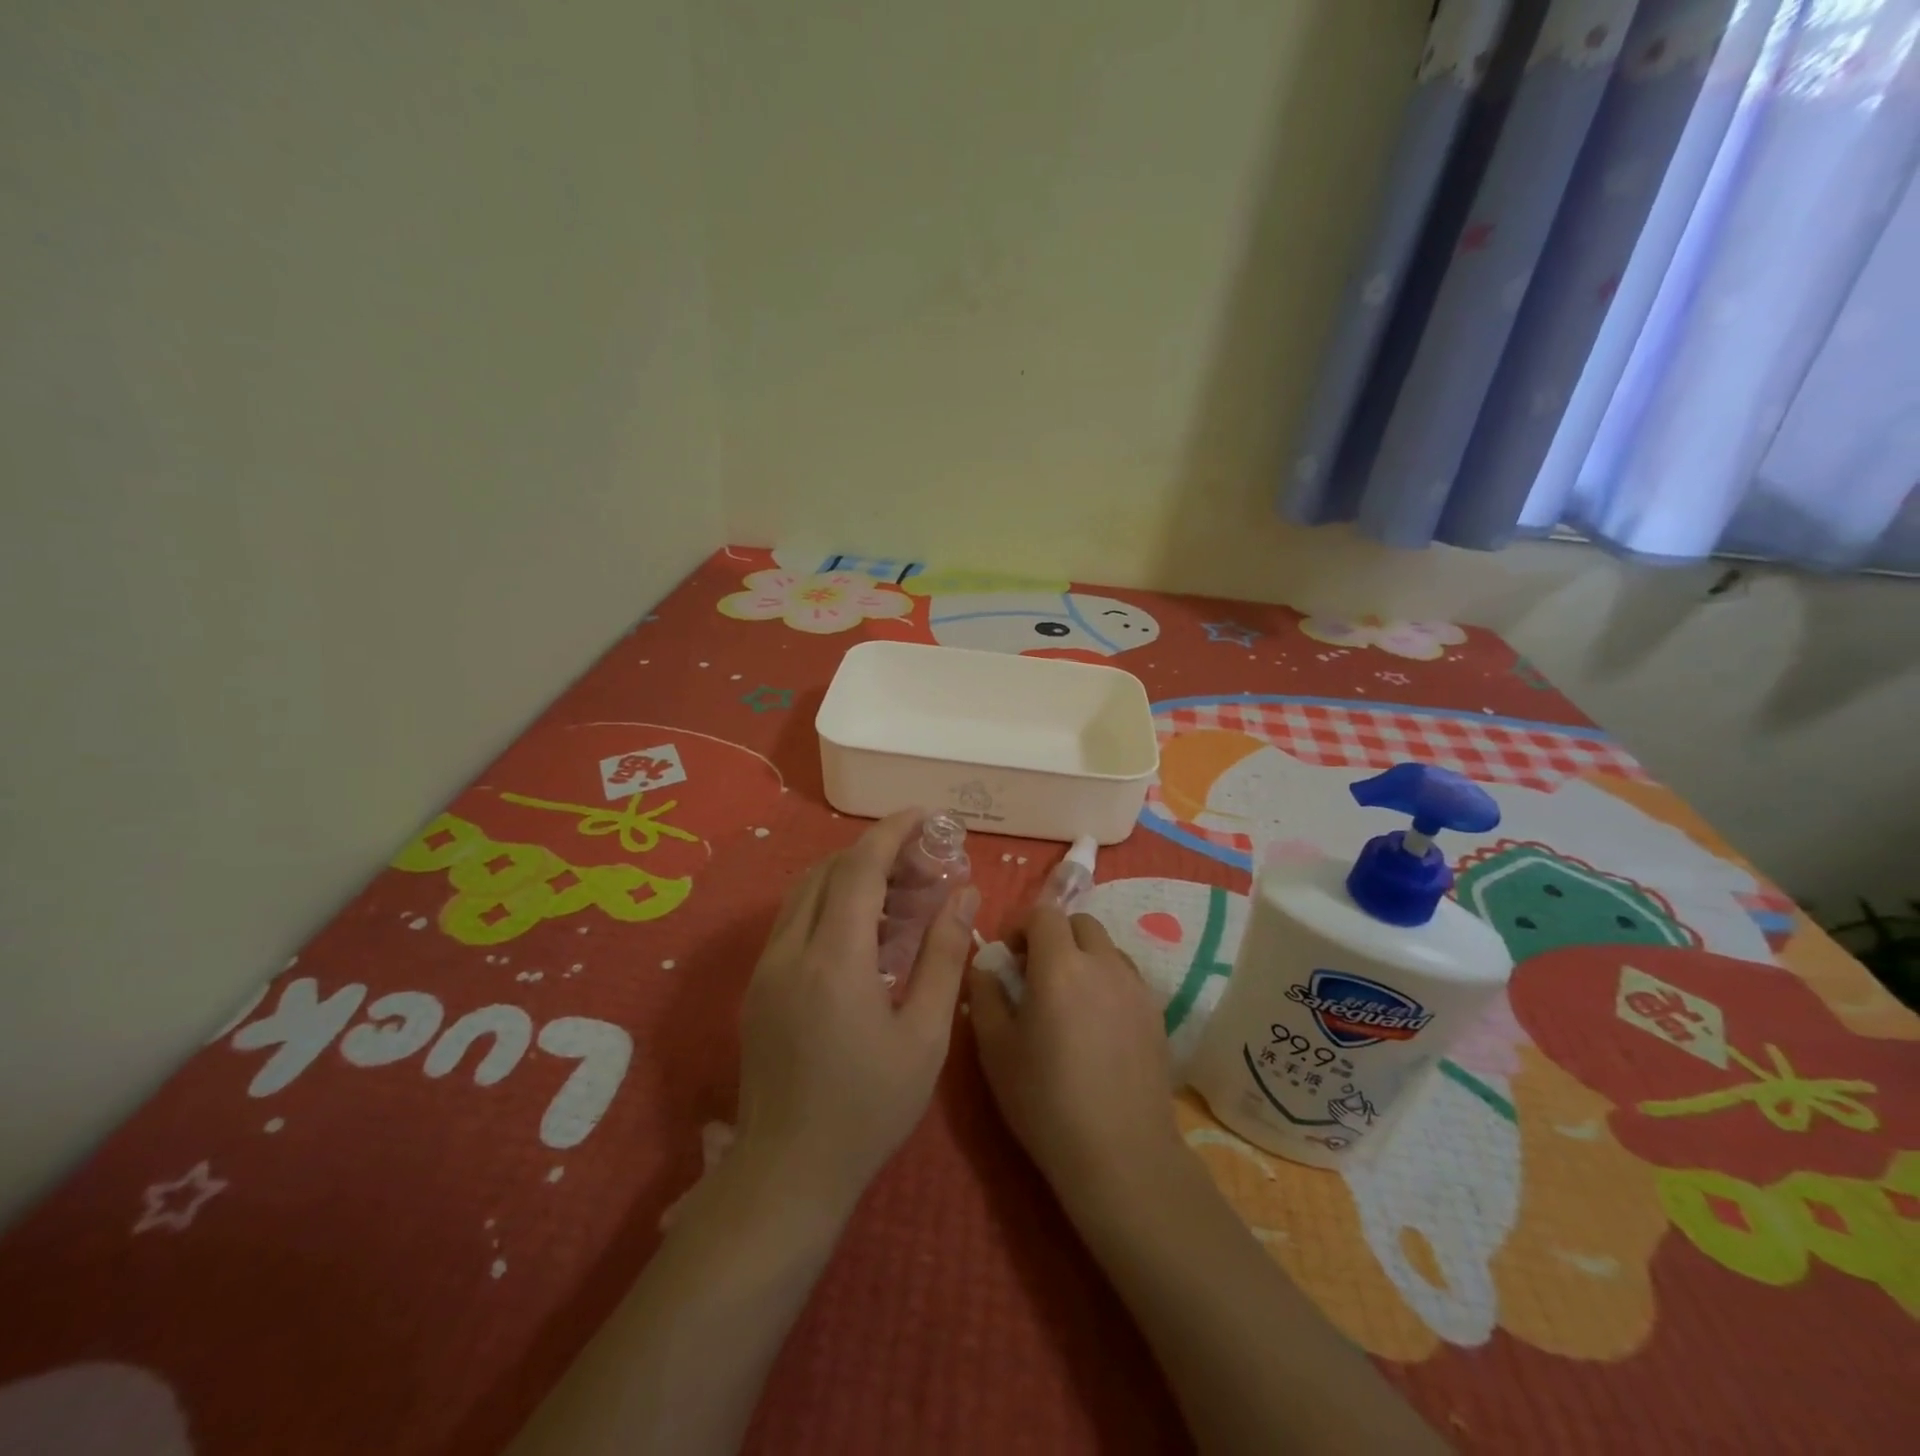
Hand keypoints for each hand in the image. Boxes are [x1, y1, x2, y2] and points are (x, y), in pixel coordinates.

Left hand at [736, 810, 978, 1219]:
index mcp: (834, 960)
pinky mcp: (758, 985)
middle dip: (875, 851)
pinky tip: (865, 931)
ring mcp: (766, 967)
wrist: (789, 1172)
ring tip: (899, 891)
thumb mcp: (925, 1035)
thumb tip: (963, 893)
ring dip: (850, 875)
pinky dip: (830, 903)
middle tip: (922, 862)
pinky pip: (794, 920)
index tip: (926, 816)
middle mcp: (790, 951)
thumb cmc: (869, 1107)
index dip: (892, 832)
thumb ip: (944, 956)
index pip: (859, 867)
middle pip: (829, 870)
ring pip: (806, 891)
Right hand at [968, 906, 1184, 1199]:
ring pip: (1107, 947)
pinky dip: (1106, 980)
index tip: (1008, 959)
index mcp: (1061, 966)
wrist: (1120, 1154)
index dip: (1021, 927)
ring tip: (1067, 1000)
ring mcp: (1136, 987)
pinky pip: (1126, 976)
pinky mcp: (1156, 1013)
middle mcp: (1104, 964)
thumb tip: (985, 966)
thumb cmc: (1046, 1101)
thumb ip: (985, 995)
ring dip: (1082, 956)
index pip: (1044, 913)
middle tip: (1035, 974)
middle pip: (1080, 922)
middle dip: (1054, 936)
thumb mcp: (995, 1049)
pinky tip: (1095, 1024)